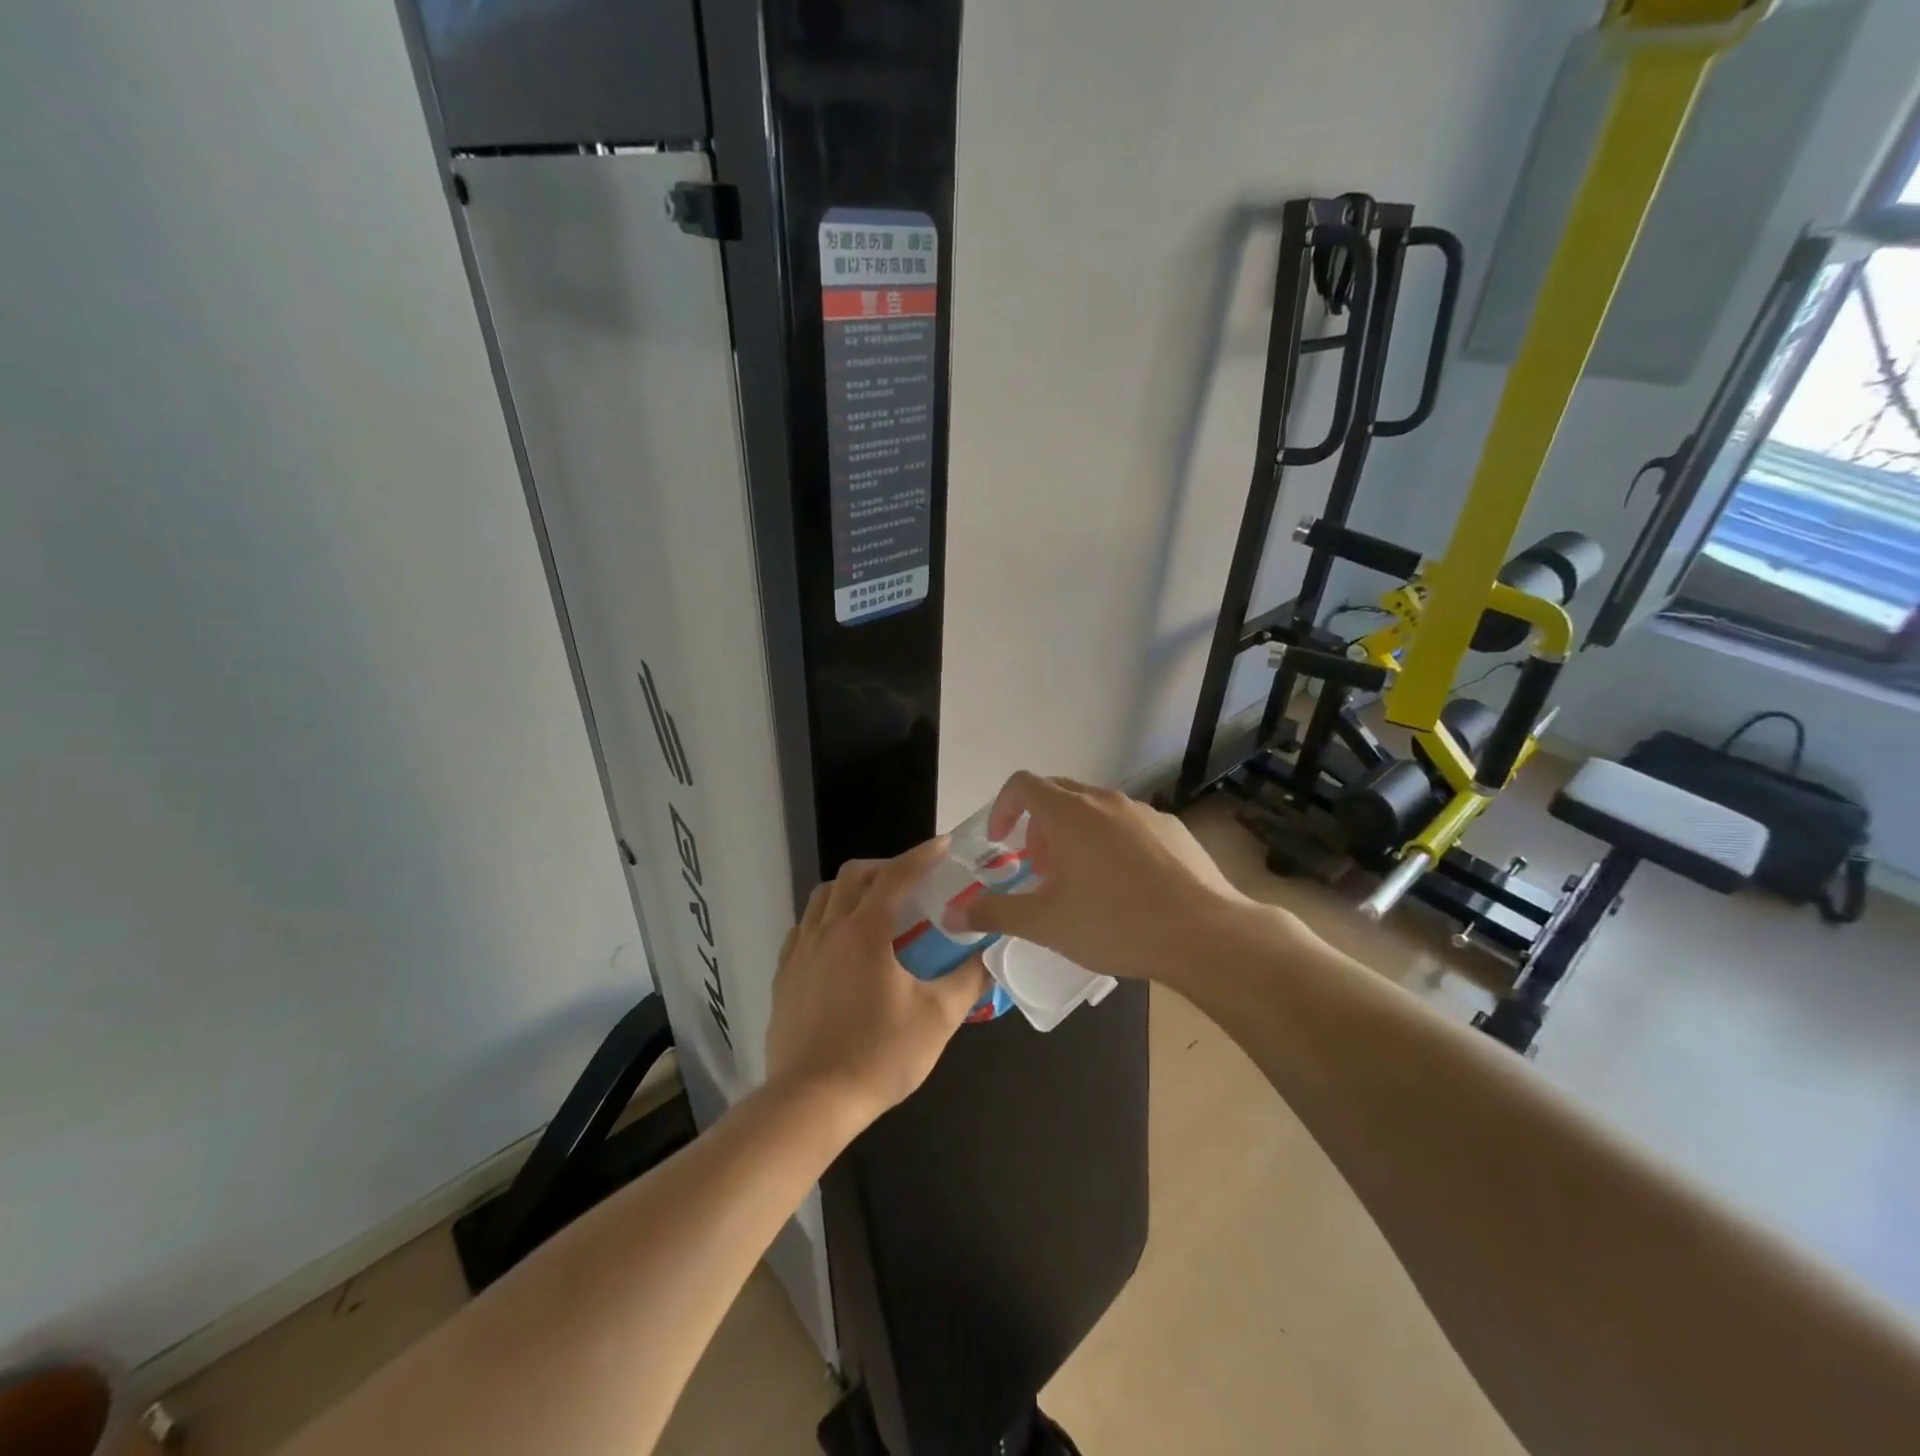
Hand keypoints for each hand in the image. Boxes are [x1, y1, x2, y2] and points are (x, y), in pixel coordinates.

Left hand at [764, 838, 989, 1127]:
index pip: (897, 875)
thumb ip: (968, 980)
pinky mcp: (784, 975)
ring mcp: (801, 951)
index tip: (943, 845)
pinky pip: (803, 927)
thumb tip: (989, 955)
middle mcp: (829, 929)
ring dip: (851, 888)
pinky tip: (838, 942)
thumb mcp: (938, 1018)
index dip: (923, 855)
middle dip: (885, 867)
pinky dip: (825, 918)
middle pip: (854, 876)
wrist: (811, 1101)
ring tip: (874, 905)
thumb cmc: (879, 1055)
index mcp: (866, 931)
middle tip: (911, 881)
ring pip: (823, 897)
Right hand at [947, 772, 1291, 983]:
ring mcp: (1144, 812)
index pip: (1022, 784)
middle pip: (1058, 793)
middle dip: (1038, 826)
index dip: (1002, 808)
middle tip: (1039, 868)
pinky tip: (1127, 888)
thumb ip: (995, 913)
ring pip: (1095, 810)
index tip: (1000, 843)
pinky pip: (1129, 825)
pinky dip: (1112, 843)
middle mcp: (1105, 800)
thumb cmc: (1116, 923)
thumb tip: (954, 913)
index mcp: (1070, 813)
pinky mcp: (1173, 829)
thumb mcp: (1046, 924)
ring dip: (1075, 835)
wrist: (1206, 934)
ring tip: (1082, 883)